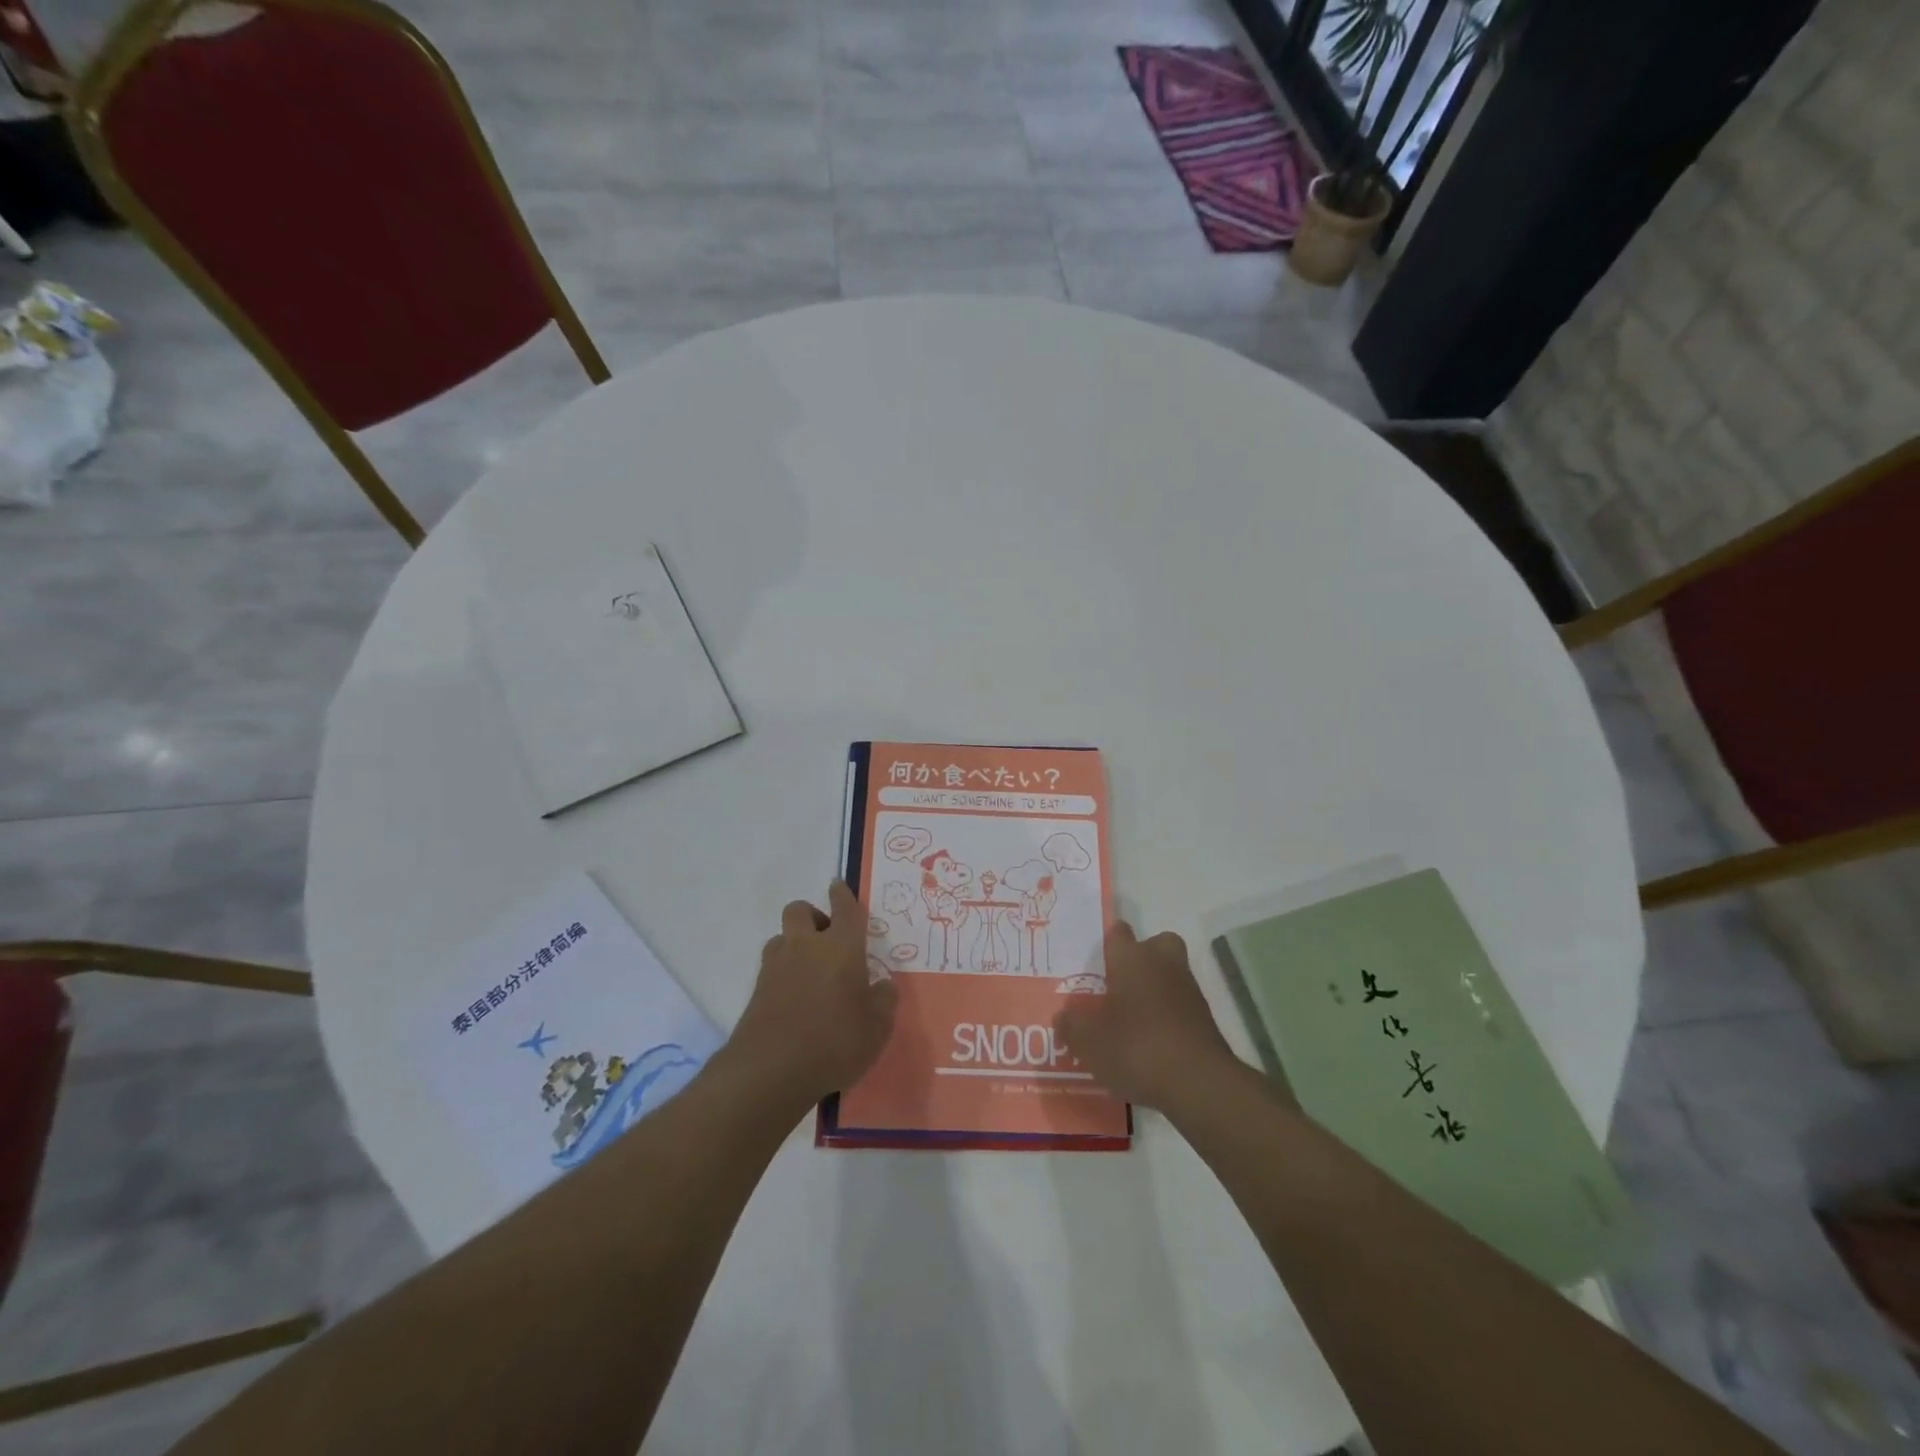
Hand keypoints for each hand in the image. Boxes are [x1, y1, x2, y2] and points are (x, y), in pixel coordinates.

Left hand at [728, 882, 898, 1108]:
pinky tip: (795, 999)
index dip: (842, 895)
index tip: (838, 886)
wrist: (771, 1071)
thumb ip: (883, 1001)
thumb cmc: (834, 1042)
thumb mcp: (877, 1028)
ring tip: (810, 972)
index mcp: (841, 947)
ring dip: (794, 944)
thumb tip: (883, 985)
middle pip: (800, 910)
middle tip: (827, 940)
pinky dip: (783, 973)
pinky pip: (772, 968)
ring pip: (782, 937)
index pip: (844, 909)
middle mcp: (806, 947)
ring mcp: (776, 967)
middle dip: (813, 916)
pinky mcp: (756, 991)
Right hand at [1054, 922, 1233, 1109]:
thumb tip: (1063, 1016)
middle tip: (1121, 983)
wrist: (1198, 1083)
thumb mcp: (1088, 1041)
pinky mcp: (1205, 1019)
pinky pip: (1180, 1006)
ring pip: (1170, 975)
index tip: (1096, 962)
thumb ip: (1072, 1025)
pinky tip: (1151, 1044)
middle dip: (1142, 958)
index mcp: (1131, 958)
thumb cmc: (1136, 1047)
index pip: (1118, 932)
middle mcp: (1162, 964)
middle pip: (1156, 944)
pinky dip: (1168, 1017)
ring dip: (1155, 990)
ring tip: (1131, 1021)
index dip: (1108, 944)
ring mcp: (1189, 990)